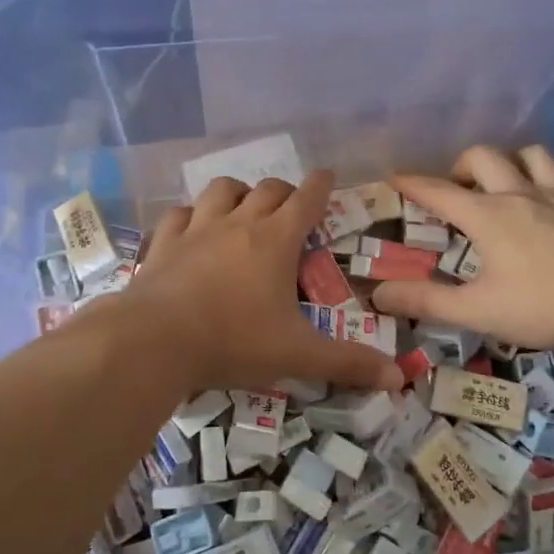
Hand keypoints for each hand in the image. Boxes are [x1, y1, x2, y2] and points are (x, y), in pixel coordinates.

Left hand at [123, 171, 404, 394]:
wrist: (155, 341)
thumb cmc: (233, 342)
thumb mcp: (297, 356)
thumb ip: (347, 363)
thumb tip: (398, 378)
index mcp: (276, 241)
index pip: (306, 199)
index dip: (321, 184)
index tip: (328, 175)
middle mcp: (238, 223)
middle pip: (267, 189)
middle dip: (285, 192)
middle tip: (292, 207)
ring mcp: (197, 229)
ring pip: (221, 190)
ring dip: (238, 192)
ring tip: (243, 207)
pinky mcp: (164, 243)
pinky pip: (179, 214)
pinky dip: (191, 215)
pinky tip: (192, 228)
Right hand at [369, 145, 553, 350]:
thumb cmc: (546, 303)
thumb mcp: (480, 310)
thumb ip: (428, 301)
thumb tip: (379, 293)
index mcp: (487, 215)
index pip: (438, 191)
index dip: (411, 182)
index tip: (392, 175)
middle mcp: (518, 195)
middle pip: (483, 157)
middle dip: (460, 166)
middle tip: (454, 192)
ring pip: (528, 154)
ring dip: (507, 161)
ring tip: (500, 184)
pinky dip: (542, 178)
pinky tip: (544, 203)